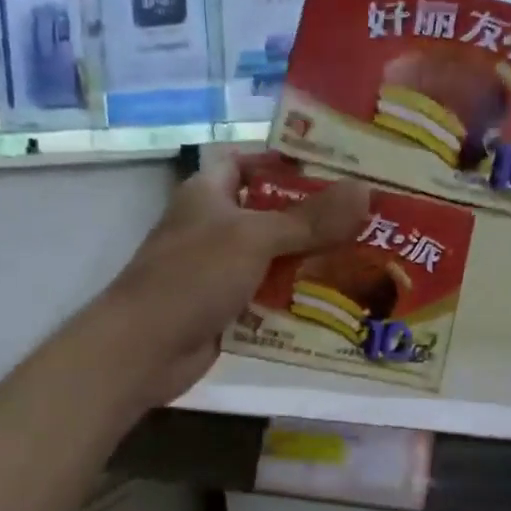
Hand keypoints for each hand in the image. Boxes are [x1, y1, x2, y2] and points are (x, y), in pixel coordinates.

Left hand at [102, 156, 369, 404]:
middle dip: (316, 215)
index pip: (251, 162)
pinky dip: (299, 294)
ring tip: (366, 254)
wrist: (143, 350)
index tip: (338, 166)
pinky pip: (271, 292)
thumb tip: (367, 191)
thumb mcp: (255, 238)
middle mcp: (215, 225)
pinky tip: (339, 296)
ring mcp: (220, 268)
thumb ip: (310, 218)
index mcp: (209, 192)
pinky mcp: (228, 305)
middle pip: (272, 211)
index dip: (289, 161)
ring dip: (313, 258)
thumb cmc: (192, 276)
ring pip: (276, 255)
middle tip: (368, 215)